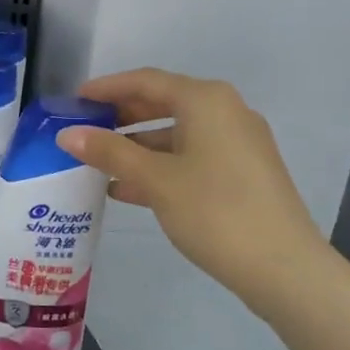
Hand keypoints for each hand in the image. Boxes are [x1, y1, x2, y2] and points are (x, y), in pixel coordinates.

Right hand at [56, 69, 325, 311]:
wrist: (283, 267)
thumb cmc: (214, 210)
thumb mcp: (155, 179)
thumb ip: (109, 152)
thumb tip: (66, 134)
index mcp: (206, 101)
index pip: (146, 81)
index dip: (106, 88)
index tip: (74, 100)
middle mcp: (225, 112)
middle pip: (163, 103)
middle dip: (121, 116)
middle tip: (84, 128)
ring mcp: (237, 144)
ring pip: (176, 134)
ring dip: (137, 145)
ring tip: (98, 162)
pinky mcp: (242, 173)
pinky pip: (191, 156)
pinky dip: (159, 166)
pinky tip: (127, 188)